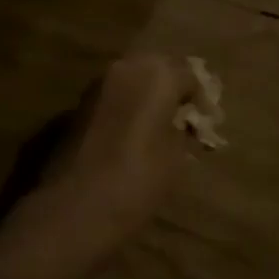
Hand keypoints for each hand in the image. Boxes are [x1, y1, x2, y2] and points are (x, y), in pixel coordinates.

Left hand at [0, 53, 196, 278]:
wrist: (72, 210)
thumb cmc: (136, 181)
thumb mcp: (176, 159)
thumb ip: (184, 132)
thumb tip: (186, 125)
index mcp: (156, 74)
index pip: (189, 74)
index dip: (201, 99)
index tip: (206, 124)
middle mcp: (126, 68)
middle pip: (158, 68)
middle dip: (171, 89)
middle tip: (183, 118)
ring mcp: (97, 85)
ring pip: (131, 79)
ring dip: (146, 96)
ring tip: (157, 127)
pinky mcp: (77, 105)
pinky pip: (111, 97)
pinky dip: (124, 107)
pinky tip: (130, 135)